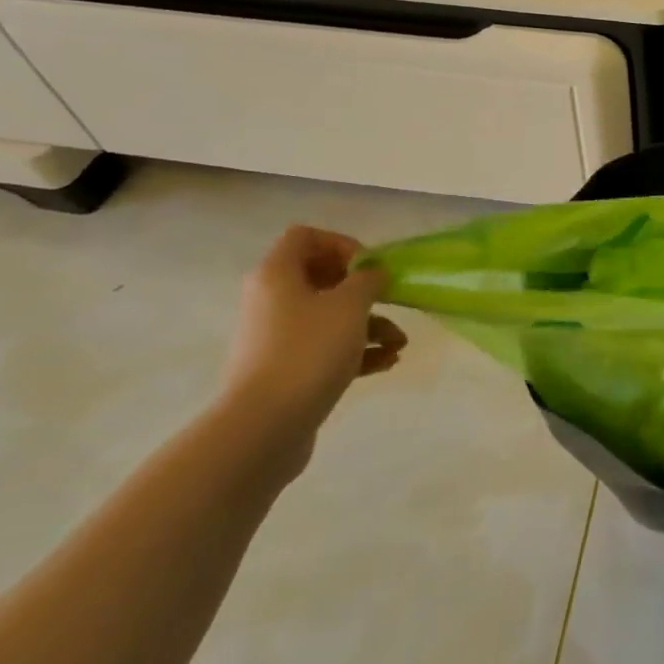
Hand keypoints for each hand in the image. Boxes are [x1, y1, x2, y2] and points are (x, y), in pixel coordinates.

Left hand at [219, 226, 406, 470]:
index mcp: (276, 274)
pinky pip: (324, 348)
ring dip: (369, 325)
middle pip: (321, 278)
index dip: (342, 244)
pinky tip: (386, 363)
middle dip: (364, 291)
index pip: (306, 237)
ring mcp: (276, 337)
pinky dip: (355, 351)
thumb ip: (368, 280)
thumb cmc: (308, 351)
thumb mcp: (350, 306)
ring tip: (399, 345)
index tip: (369, 267)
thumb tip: (372, 272)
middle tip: (389, 300)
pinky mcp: (285, 369)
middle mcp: (271, 300)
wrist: (264, 427)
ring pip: (328, 317)